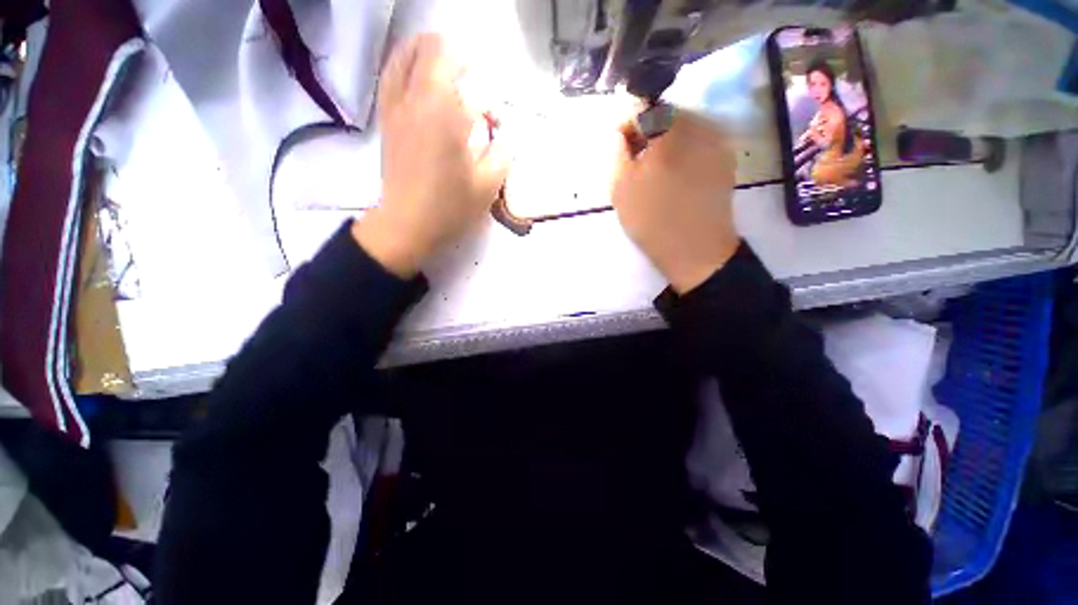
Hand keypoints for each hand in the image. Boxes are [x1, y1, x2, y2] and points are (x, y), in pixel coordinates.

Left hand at [352, 34, 507, 277]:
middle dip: (448, 54)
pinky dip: (406, 70)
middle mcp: (412, 98)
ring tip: (445, 77)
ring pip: (401, 58)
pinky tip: (421, 88)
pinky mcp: (386, 122)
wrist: (408, 225)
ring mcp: (394, 108)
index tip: (484, 97)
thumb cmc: (450, 206)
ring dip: (424, 57)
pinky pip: (390, 79)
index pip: (449, 57)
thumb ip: (503, 151)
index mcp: (441, 109)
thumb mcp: (489, 183)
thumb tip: (506, 134)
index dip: (470, 66)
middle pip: (423, 48)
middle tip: (466, 78)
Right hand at [611, 109, 739, 293]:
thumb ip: (618, 152)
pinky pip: (698, 145)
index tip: (618, 144)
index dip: (627, 123)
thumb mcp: (622, 187)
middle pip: (666, 116)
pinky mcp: (725, 161)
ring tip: (653, 171)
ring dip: (664, 143)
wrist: (696, 250)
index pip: (644, 107)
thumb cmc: (652, 220)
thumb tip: (621, 133)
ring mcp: (717, 142)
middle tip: (633, 159)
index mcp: (669, 130)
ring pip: (683, 130)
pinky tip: (674, 177)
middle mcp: (698, 126)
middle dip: (646, 133)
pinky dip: (682, 153)